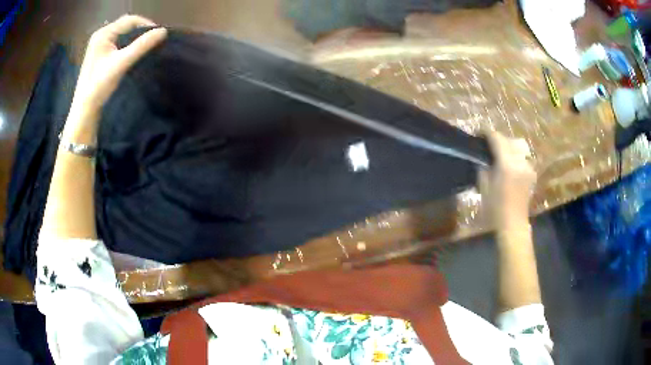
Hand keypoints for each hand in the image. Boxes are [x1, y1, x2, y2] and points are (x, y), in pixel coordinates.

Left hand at [66, 15, 166, 132]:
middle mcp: (101, 35)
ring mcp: (99, 45)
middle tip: (152, 41)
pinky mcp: (99, 55)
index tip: (158, 35)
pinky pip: (117, 43)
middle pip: (126, 26)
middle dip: (140, 31)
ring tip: (145, 47)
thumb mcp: (122, 63)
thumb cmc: (100, 85)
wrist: (85, 109)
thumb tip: (163, 31)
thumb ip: (142, 45)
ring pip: (122, 35)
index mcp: (103, 33)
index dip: (146, 25)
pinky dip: (127, 45)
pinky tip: (132, 53)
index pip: (130, 20)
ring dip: (134, 38)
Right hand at [479, 132, 536, 228]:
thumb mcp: (484, 187)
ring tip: (498, 153)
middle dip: (497, 139)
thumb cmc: (495, 208)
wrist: (513, 223)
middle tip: (487, 144)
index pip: (497, 138)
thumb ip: (483, 167)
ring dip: (507, 146)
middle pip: (508, 140)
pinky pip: (522, 157)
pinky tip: (509, 165)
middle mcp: (520, 161)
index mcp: (507, 164)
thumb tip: (483, 156)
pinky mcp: (531, 172)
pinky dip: (514, 156)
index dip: (486, 132)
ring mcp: (528, 166)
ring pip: (516, 147)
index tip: (478, 133)